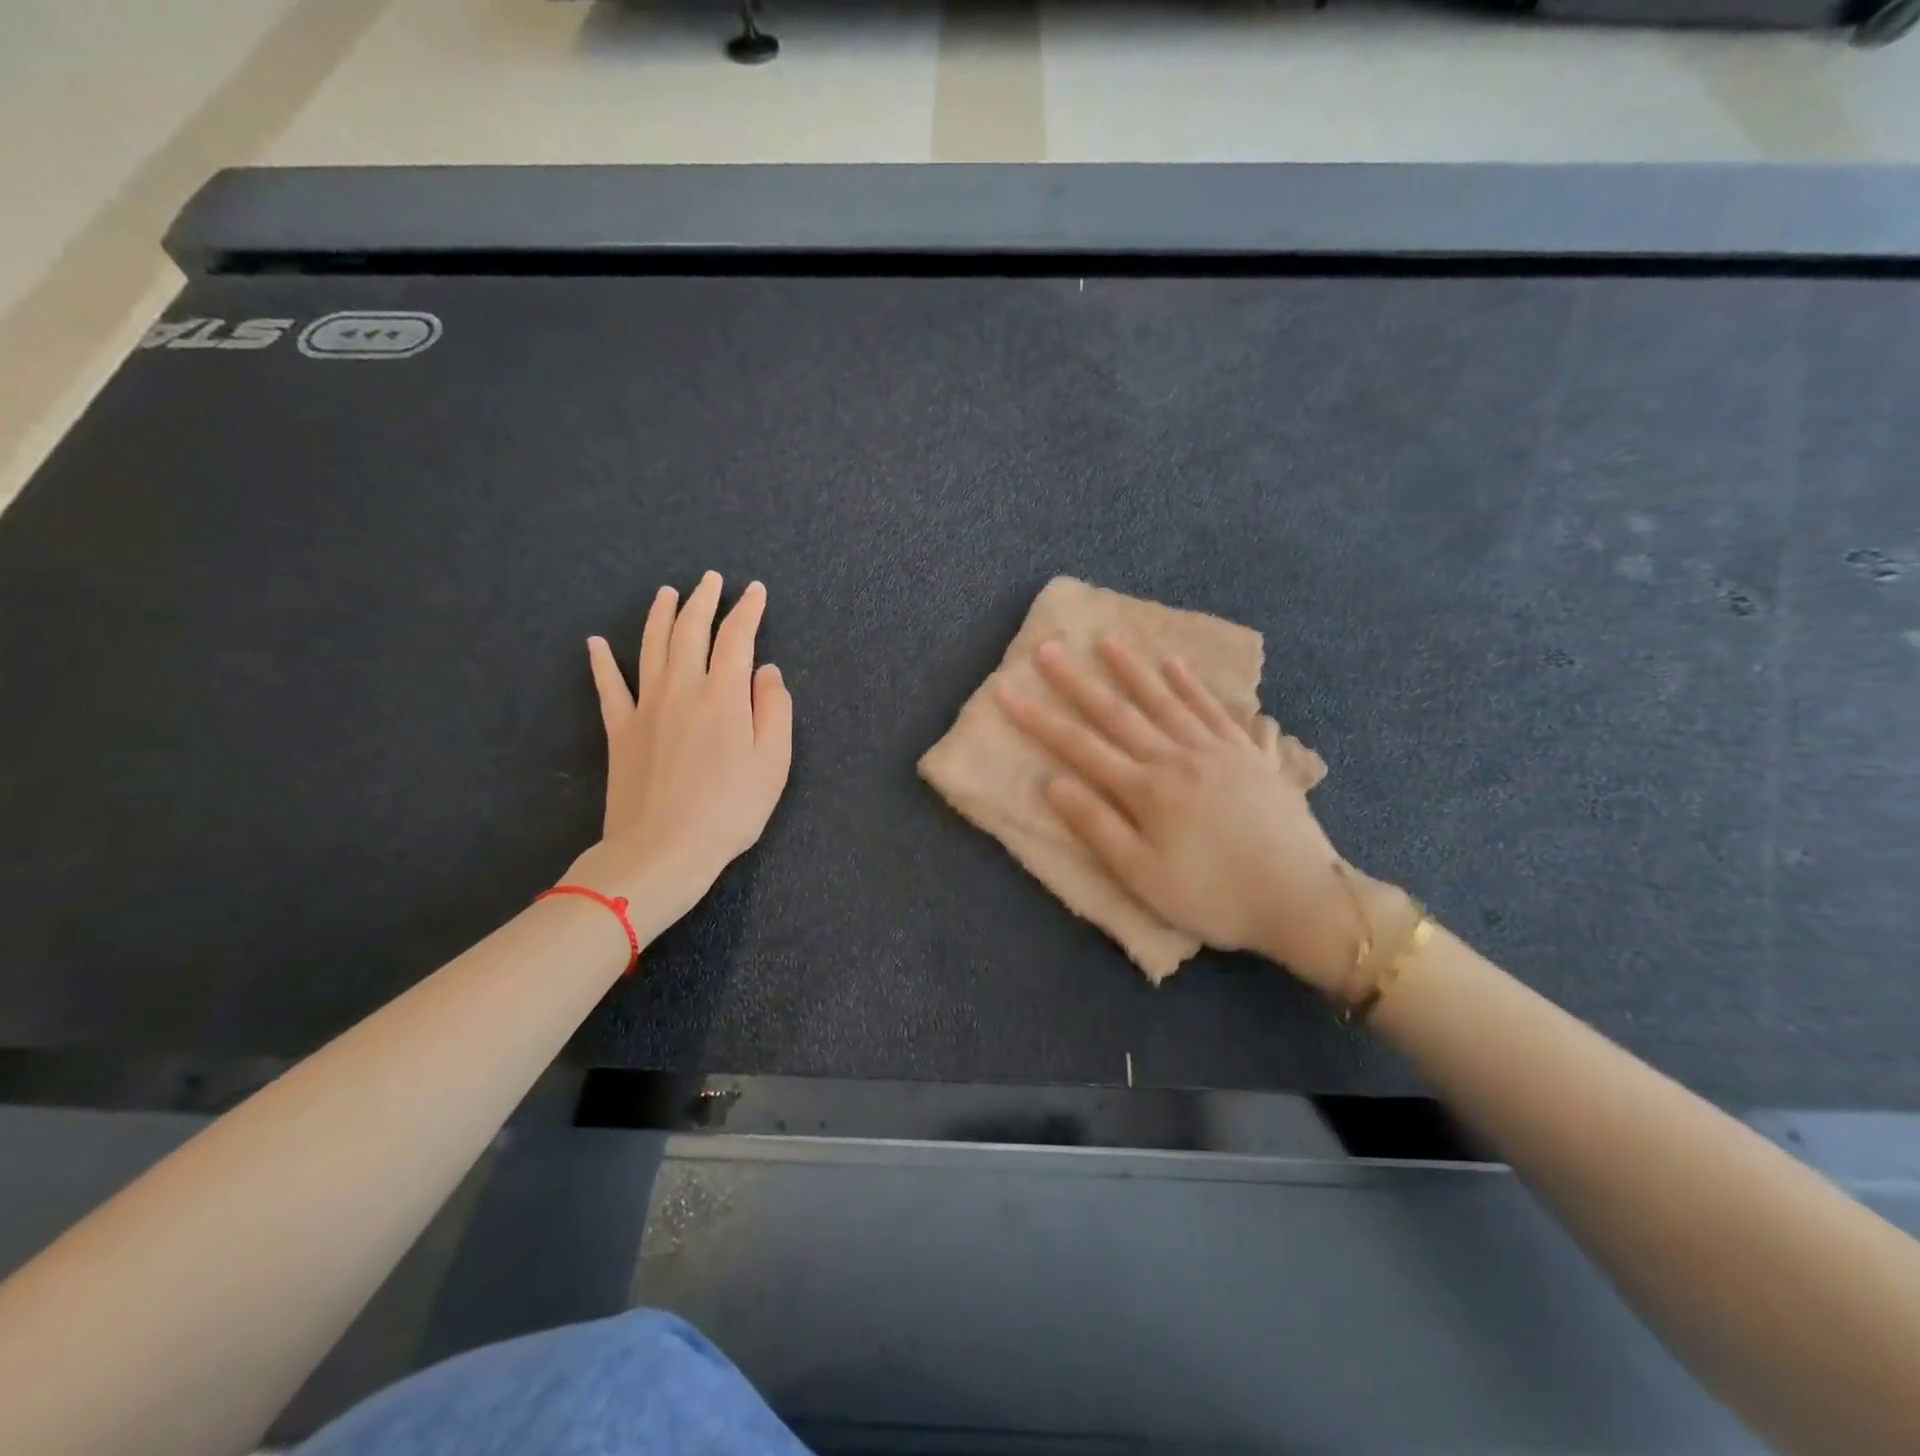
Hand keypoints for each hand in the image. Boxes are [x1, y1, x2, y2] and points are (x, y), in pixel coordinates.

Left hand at [568, 571, 792, 940]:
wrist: (662, 851)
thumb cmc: (729, 810)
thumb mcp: (773, 763)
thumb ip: (773, 710)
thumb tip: (767, 671)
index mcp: (724, 694)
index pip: (737, 638)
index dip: (748, 610)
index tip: (755, 590)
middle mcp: (682, 688)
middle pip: (690, 630)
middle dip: (703, 600)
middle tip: (711, 579)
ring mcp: (646, 706)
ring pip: (651, 646)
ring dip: (660, 615)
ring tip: (668, 593)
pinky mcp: (620, 730)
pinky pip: (608, 686)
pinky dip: (602, 662)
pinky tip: (595, 643)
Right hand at [997, 638, 1393, 993]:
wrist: (1303, 899)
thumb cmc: (1215, 896)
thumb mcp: (1144, 877)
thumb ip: (1098, 826)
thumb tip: (1053, 782)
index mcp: (1147, 789)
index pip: (1080, 746)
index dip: (1039, 718)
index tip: (1007, 690)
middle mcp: (1178, 757)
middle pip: (1119, 712)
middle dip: (1077, 681)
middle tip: (1049, 648)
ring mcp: (1218, 750)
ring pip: (1166, 700)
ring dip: (1133, 669)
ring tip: (1108, 641)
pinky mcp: (1251, 755)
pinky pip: (1216, 709)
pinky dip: (1194, 685)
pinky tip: (1178, 665)